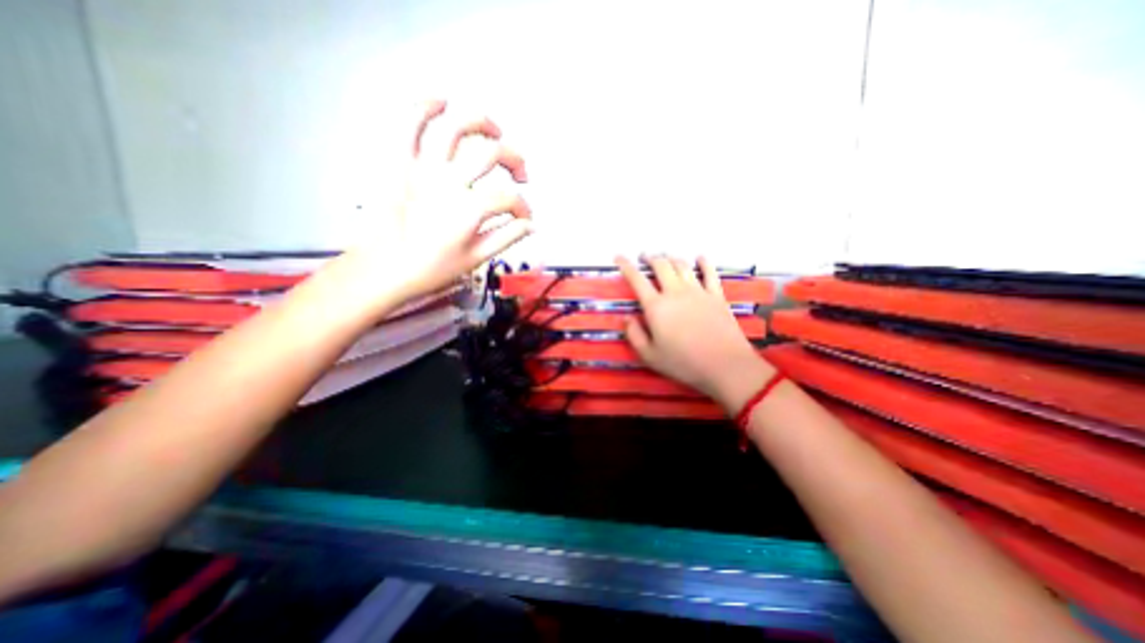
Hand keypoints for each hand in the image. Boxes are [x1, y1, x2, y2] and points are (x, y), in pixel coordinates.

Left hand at [356, 101, 537, 300]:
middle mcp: (449, 181)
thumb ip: (506, 238)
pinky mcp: (399, 162)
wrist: (383, 270)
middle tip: (520, 176)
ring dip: (483, 124)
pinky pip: (408, 123)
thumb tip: (531, 226)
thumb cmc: (431, 269)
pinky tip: (443, 102)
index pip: (509, 198)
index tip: (524, 221)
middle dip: (516, 162)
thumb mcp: (476, 259)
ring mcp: (422, 167)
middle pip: (492, 154)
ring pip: (457, 128)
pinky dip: (424, 105)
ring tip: (495, 133)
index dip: (524, 209)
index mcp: (469, 209)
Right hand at [624, 253, 772, 412]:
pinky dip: (704, 262)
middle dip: (650, 258)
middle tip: (644, 256)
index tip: (619, 257)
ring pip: (682, 265)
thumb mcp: (649, 356)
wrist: (724, 365)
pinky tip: (700, 257)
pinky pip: (709, 272)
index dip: (626, 266)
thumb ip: (634, 335)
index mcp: (656, 306)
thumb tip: (626, 317)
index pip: (637, 279)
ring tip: (665, 256)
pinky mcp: (716, 295)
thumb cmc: (683, 363)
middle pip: (661, 266)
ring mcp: (698, 291)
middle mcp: (675, 292)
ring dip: (671, 258)